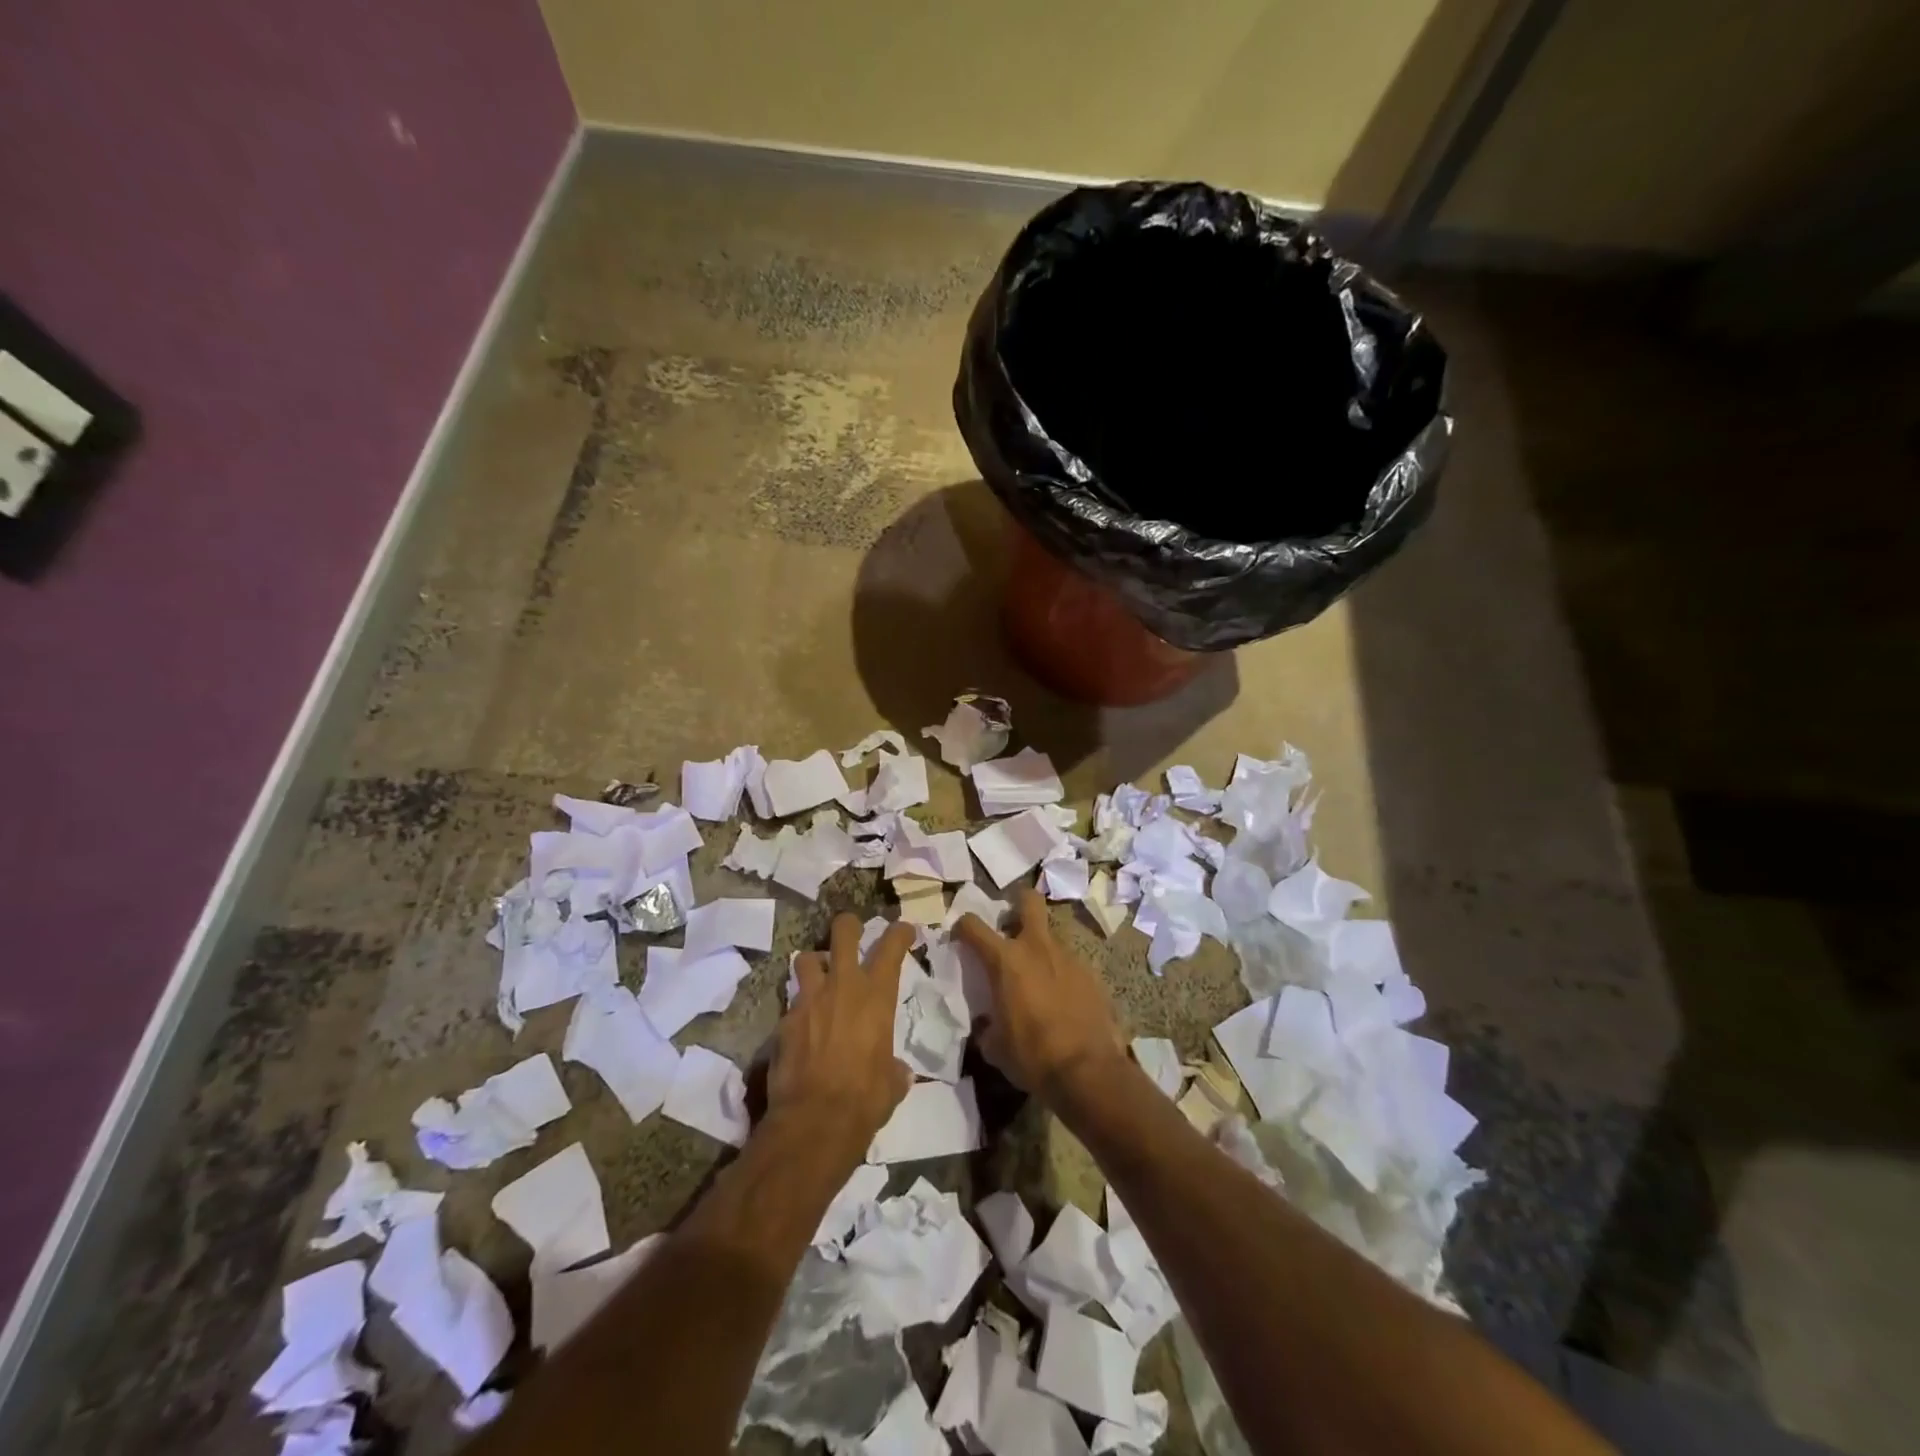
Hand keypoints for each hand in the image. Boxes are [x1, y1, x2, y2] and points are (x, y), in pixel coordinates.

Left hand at [770, 914, 913, 1155]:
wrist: (814, 1122)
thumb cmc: (865, 1099)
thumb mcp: (892, 1084)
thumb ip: (894, 1069)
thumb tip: (898, 1072)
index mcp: (876, 996)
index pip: (891, 946)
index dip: (899, 932)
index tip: (904, 930)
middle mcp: (842, 987)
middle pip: (843, 932)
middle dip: (848, 925)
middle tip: (852, 930)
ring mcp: (808, 1001)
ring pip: (805, 959)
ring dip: (814, 964)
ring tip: (819, 978)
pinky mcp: (783, 1022)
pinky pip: (792, 1004)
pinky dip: (799, 1012)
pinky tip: (803, 1030)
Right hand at [953, 888, 1125, 1102]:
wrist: (1088, 1071)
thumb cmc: (1032, 1056)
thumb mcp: (995, 1047)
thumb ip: (987, 1027)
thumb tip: (988, 1025)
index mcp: (1005, 961)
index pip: (974, 926)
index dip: (963, 927)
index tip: (960, 936)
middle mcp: (1036, 947)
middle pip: (1028, 901)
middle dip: (1018, 902)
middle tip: (1011, 923)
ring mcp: (1068, 957)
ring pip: (1050, 935)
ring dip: (1040, 947)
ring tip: (1037, 976)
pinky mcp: (1091, 973)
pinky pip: (1069, 963)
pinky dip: (1060, 973)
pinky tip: (1061, 998)